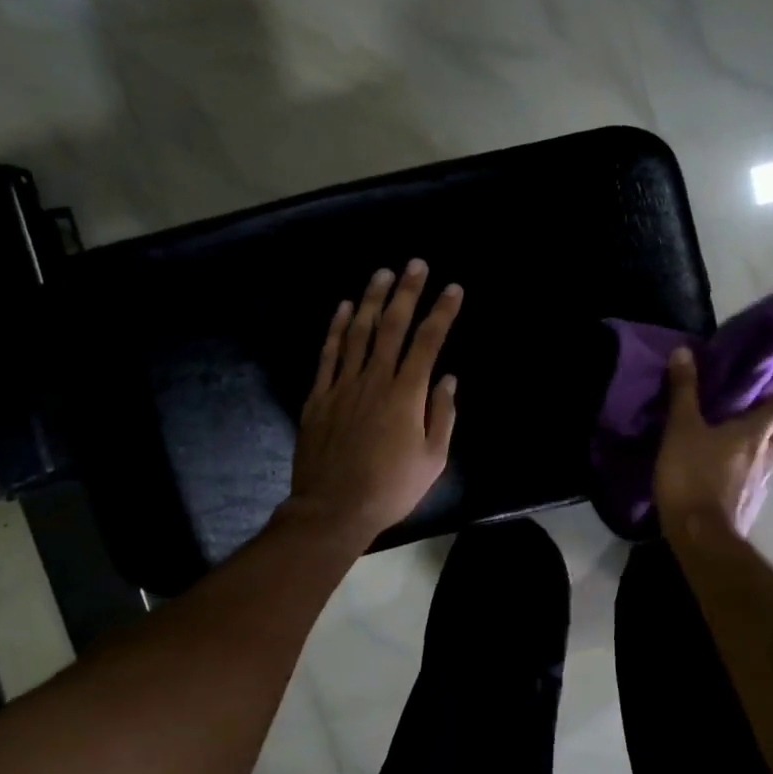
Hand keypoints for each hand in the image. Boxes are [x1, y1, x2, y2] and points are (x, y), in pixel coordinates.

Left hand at [288, 261, 462, 544]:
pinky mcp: (318, 396)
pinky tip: (344, 307)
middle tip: (416, 264)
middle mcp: (374, 379)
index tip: (454, 289)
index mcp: (406, 394)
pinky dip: (336, 327)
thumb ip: (442, 415)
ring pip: (358, 331)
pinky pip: (328, 353)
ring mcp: (342, 385)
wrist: (333, 508)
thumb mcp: (433, 459)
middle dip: (407, 292)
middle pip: (393, 326)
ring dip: (372, 299)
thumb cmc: (391, 487)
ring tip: (383, 274)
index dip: (442, 312)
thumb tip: (448, 378)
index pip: (428, 342)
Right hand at [653, 346, 772, 539]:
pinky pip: (761, 474)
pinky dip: (754, 463)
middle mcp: (769, 453)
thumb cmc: (692, 476)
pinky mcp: (752, 502)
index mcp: (756, 431)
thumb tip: (684, 351)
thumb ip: (684, 391)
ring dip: (771, 436)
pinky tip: (733, 464)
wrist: (701, 538)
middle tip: (761, 397)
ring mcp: (763, 481)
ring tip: (746, 428)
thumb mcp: (681, 428)